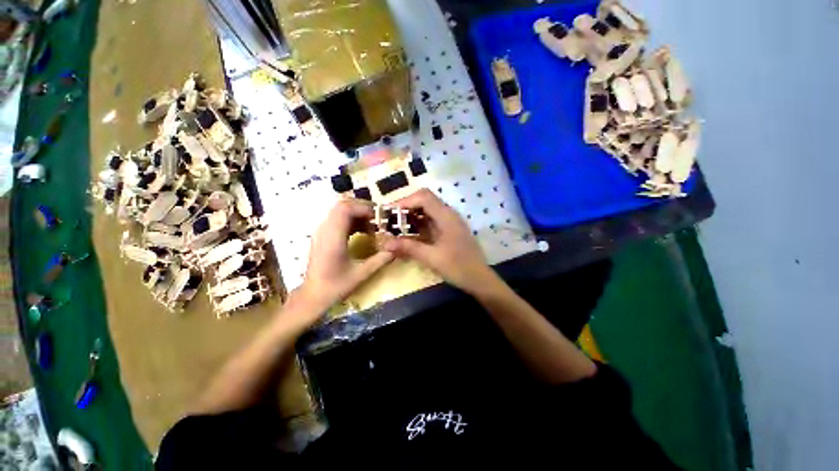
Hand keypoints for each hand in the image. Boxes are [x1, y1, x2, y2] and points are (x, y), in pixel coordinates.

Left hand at [300, 199, 394, 315]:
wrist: (312, 297)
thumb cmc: (335, 287)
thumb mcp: (361, 274)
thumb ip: (380, 260)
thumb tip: (396, 249)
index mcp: (332, 238)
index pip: (345, 209)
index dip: (363, 208)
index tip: (379, 217)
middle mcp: (324, 230)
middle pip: (342, 205)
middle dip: (362, 209)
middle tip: (378, 220)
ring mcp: (321, 232)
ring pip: (339, 211)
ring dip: (358, 215)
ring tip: (372, 227)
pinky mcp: (322, 236)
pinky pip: (338, 219)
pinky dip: (352, 221)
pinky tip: (362, 232)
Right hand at [384, 189, 497, 294]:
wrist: (479, 279)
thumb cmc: (458, 267)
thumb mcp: (432, 258)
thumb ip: (408, 248)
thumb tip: (385, 243)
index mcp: (446, 216)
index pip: (423, 197)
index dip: (405, 201)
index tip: (390, 212)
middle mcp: (449, 214)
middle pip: (425, 200)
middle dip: (406, 207)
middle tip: (391, 219)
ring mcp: (450, 221)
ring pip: (428, 210)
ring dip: (412, 215)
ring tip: (397, 226)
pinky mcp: (449, 229)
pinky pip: (432, 220)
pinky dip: (419, 224)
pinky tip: (410, 234)